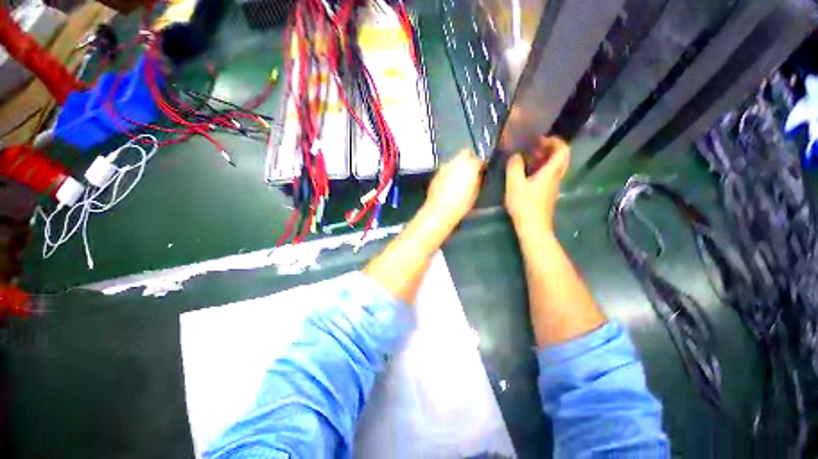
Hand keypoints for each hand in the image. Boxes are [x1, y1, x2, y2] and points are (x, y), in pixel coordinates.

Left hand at [423, 149, 483, 226]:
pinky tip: (448, 184)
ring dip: (458, 166)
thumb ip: (477, 180)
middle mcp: (456, 162)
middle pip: (465, 153)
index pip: (479, 159)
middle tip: (470, 171)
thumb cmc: (461, 205)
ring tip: (458, 179)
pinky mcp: (436, 173)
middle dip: (469, 159)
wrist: (439, 211)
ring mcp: (444, 167)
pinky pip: (446, 169)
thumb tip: (477, 175)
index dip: (480, 166)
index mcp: (469, 166)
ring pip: (454, 160)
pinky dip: (449, 173)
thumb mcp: (475, 193)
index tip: (481, 172)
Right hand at [505, 136, 569, 232]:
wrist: (533, 227)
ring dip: (543, 159)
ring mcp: (552, 186)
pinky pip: (548, 175)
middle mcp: (556, 177)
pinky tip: (525, 174)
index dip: (554, 141)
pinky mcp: (547, 194)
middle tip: (533, 147)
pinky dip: (539, 169)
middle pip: (560, 158)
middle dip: (548, 149)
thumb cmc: (524, 205)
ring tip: (526, 159)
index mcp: (551, 172)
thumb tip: (515, 156)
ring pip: (554, 167)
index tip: (539, 140)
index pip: (562, 150)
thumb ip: (514, 168)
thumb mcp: (514, 184)